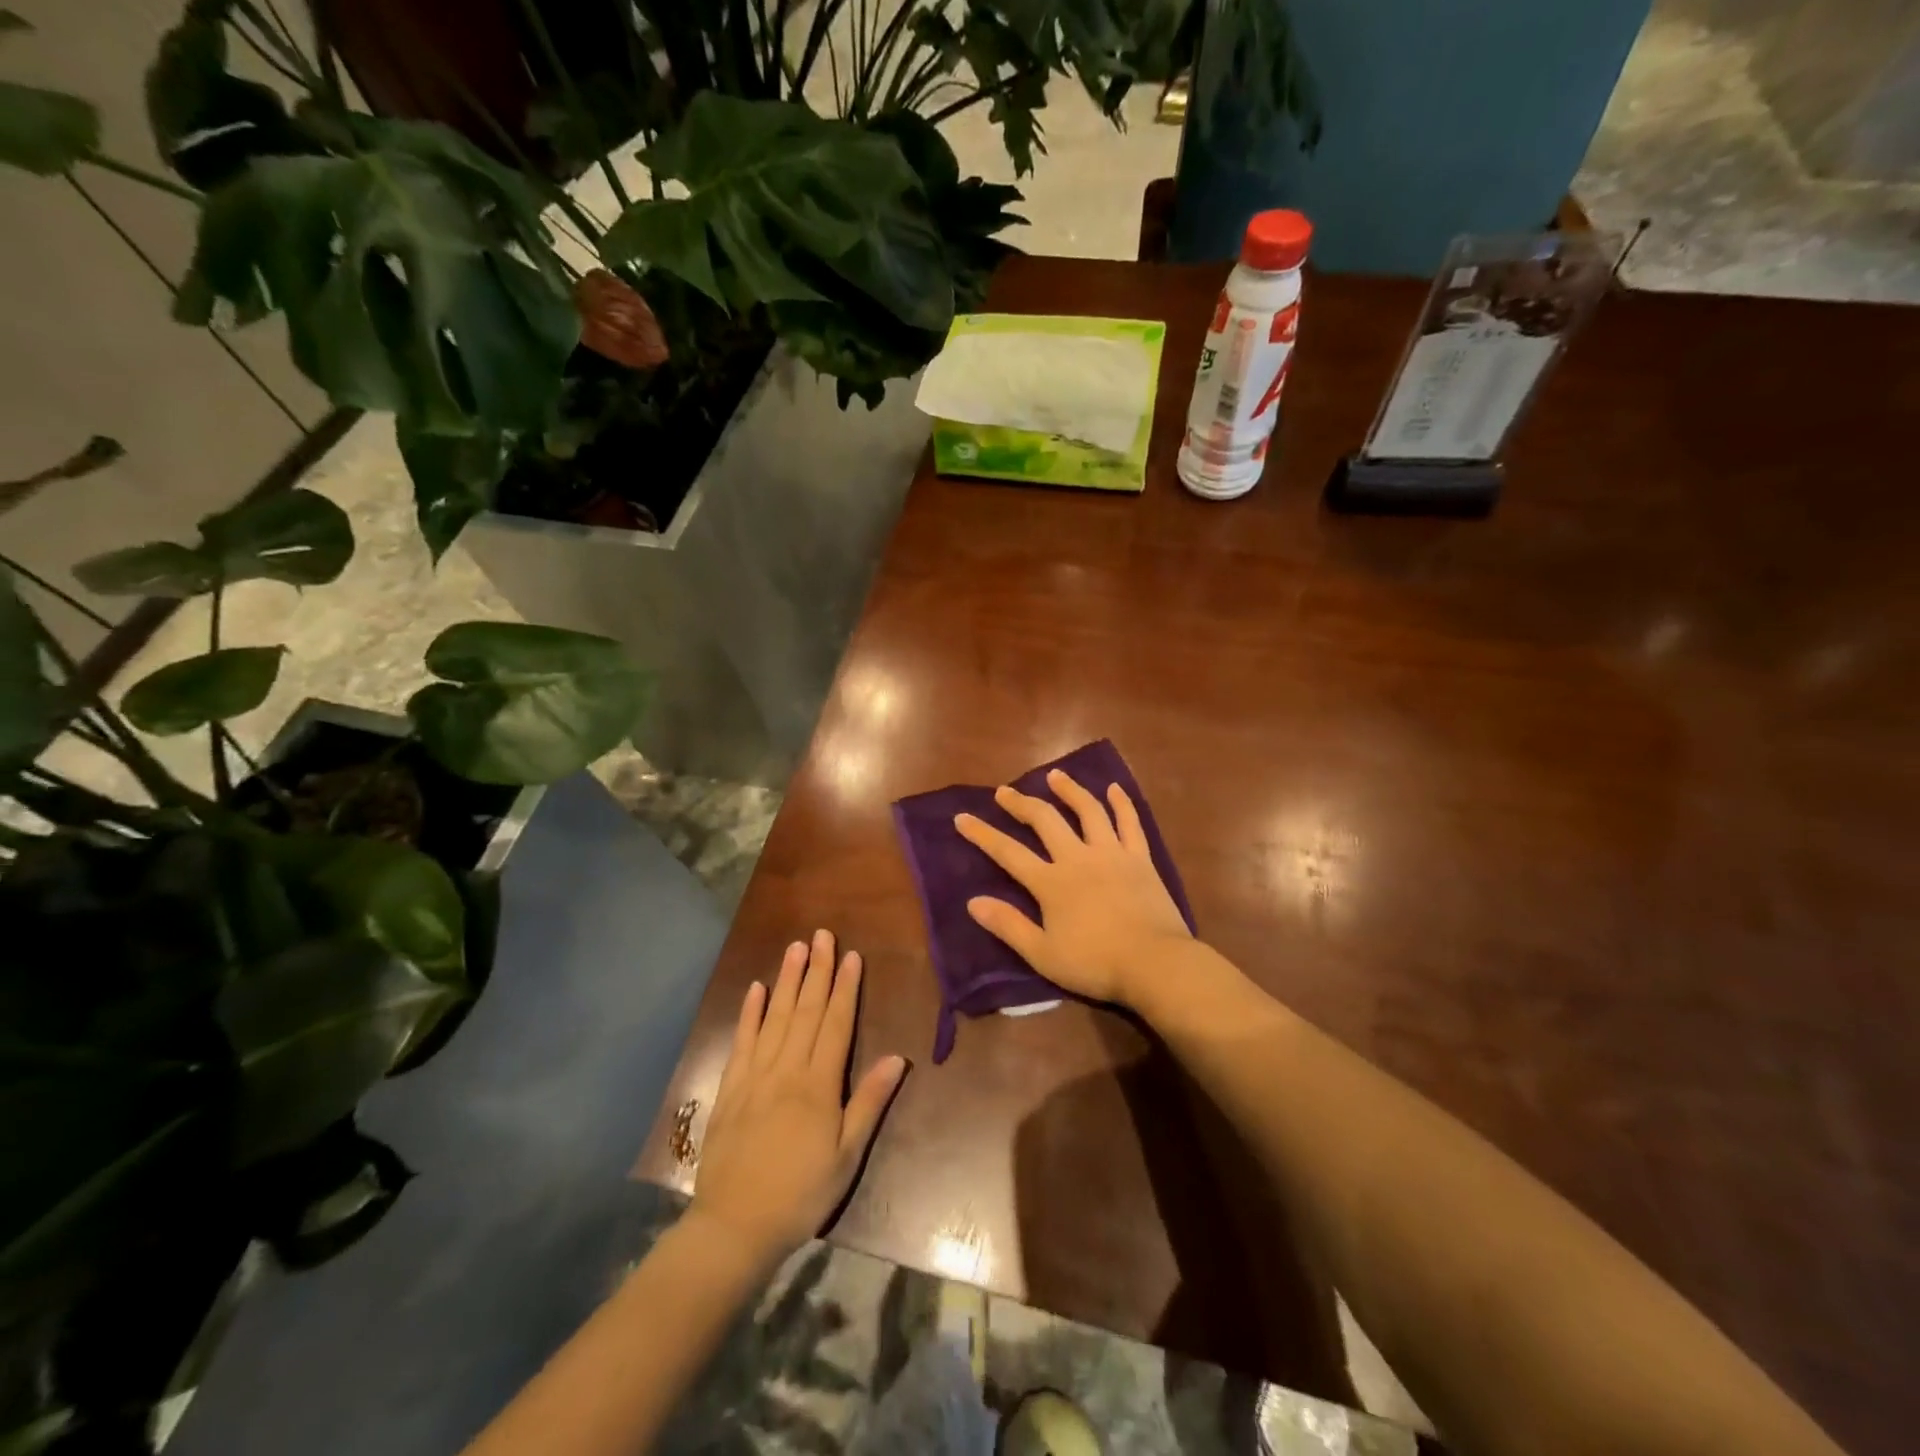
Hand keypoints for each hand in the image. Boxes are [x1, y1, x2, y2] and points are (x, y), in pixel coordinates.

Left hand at [688, 930, 906, 1272]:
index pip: (835, 1024)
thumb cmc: (801, 1194)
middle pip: (805, 1011)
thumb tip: (897, 1058)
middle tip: (822, 935)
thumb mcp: (846, 1156)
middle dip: (816, 970)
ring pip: (774, 1017)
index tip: (850, 955)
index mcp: (818, 1085)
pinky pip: (741, 1041)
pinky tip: (756, 988)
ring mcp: (754, 1076)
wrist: (735, 1226)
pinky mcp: (730, 1088)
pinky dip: (749, 1013)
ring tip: (795, 947)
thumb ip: (869, 1103)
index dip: (845, 988)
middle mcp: (787, 1070)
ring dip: (786, 980)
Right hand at [955, 769, 1191, 1006]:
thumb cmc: (1095, 964)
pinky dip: (1121, 804)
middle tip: (1004, 791)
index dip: (983, 834)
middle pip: (1045, 821)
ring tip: (1055, 775)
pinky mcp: (1140, 858)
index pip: (1008, 852)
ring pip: (1088, 811)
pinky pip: (1130, 823)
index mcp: (1051, 883)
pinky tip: (1114, 788)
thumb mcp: (1043, 954)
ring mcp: (1111, 853)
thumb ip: (1008, 925)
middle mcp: (1078, 858)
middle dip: (1021, 803)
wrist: (1154, 963)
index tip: (962, 817)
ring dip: (1069, 790)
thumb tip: (973, 901)